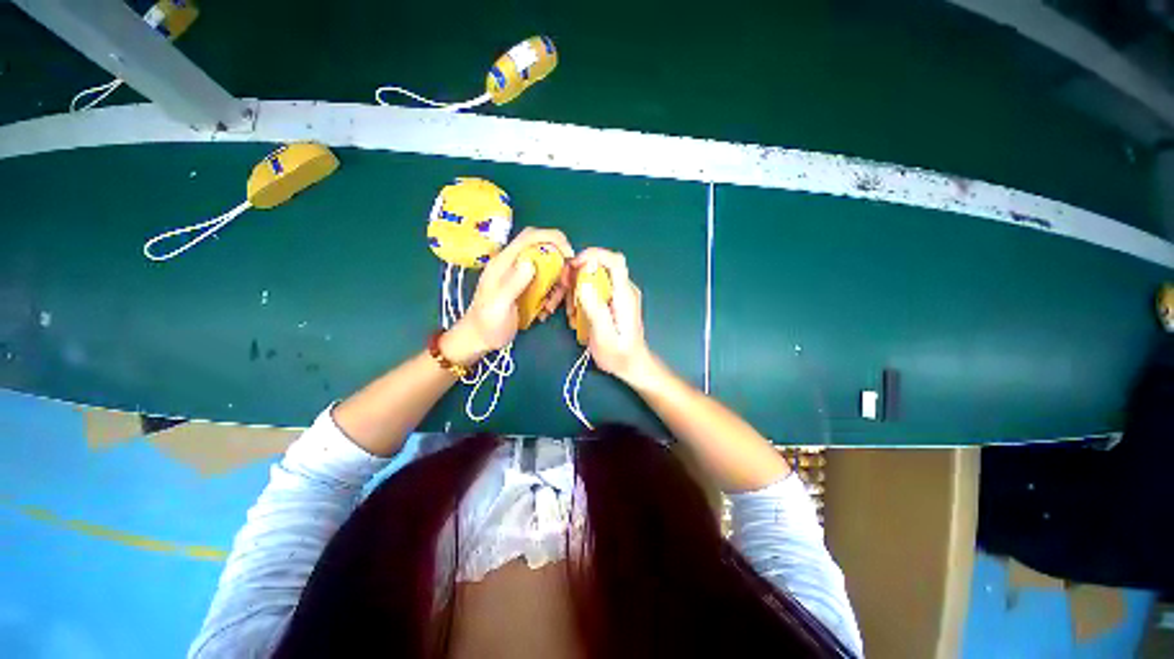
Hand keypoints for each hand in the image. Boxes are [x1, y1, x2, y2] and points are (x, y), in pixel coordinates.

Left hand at [443, 228, 574, 363]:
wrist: (480, 339)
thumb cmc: (487, 322)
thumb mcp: (499, 304)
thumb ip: (513, 283)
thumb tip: (531, 262)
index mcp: (505, 262)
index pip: (530, 237)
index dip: (552, 238)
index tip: (569, 255)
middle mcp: (514, 264)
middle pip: (544, 250)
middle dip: (559, 265)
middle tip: (564, 285)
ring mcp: (522, 276)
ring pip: (549, 269)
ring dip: (557, 285)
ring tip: (551, 305)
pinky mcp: (528, 288)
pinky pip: (548, 284)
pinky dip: (553, 295)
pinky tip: (546, 310)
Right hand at [569, 248, 657, 386]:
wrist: (632, 365)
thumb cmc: (619, 355)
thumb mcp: (604, 336)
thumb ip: (595, 307)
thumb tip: (584, 279)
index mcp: (625, 295)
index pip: (614, 261)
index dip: (593, 255)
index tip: (573, 266)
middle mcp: (624, 290)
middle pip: (601, 266)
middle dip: (578, 273)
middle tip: (563, 290)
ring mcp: (619, 294)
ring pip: (595, 277)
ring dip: (578, 287)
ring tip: (569, 309)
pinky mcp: (614, 300)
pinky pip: (596, 288)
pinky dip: (582, 295)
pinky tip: (576, 312)